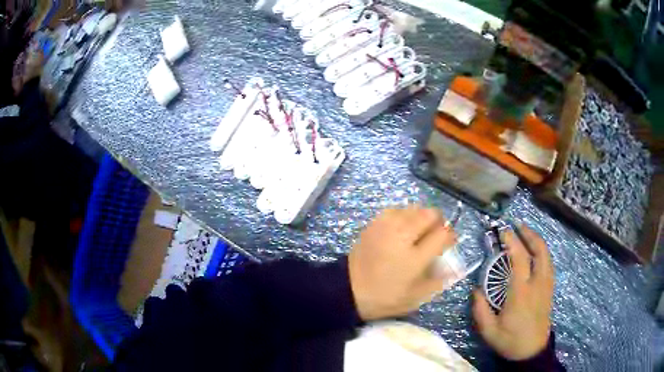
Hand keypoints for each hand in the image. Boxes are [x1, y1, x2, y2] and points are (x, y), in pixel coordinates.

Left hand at [348, 205, 456, 320]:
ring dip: (421, 218)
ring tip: (418, 233)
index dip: (451, 236)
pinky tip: (402, 230)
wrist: (348, 289)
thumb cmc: (384, 297)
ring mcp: (386, 226)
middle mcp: (402, 236)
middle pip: (430, 213)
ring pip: (414, 208)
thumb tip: (456, 267)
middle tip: (434, 236)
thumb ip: (439, 280)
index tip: (449, 243)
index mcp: (414, 258)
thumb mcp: (415, 297)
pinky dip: (404, 216)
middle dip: (438, 222)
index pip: (443, 234)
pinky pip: (397, 209)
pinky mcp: (374, 223)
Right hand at [472, 225, 554, 360]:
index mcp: (521, 293)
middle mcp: (537, 284)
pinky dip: (542, 252)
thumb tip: (476, 290)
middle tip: (518, 226)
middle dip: (529, 234)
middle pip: (540, 251)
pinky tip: (535, 253)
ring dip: (537, 241)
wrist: (531, 351)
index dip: (512, 242)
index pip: (520, 259)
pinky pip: (548, 263)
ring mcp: (546, 285)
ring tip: (526, 234)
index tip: (503, 232)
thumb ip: (480, 310)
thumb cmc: (510, 341)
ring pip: (547, 255)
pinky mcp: (550, 289)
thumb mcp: (489, 331)